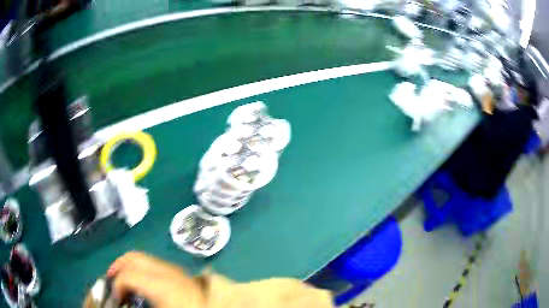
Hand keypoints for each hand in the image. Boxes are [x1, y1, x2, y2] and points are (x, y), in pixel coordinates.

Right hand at [107, 252, 204, 307]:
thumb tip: (123, 301)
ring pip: (142, 257)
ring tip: (121, 277)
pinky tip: (138, 278)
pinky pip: (152, 262)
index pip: (129, 276)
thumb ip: (142, 304)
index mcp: (161, 284)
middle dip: (118, 266)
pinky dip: (139, 266)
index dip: (117, 286)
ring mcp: (173, 268)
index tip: (116, 299)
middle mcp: (166, 271)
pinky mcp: (178, 270)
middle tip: (110, 278)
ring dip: (128, 264)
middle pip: (134, 258)